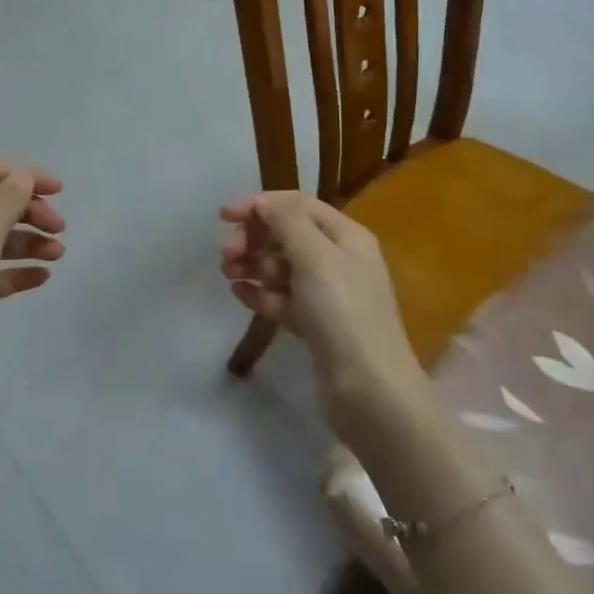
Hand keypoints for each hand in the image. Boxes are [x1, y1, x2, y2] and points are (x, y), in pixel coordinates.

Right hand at [220, 191, 425, 441]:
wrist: (370, 392)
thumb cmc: (343, 314)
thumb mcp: (316, 257)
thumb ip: (287, 222)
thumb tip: (263, 201)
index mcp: (346, 237)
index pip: (298, 206)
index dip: (260, 205)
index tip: (224, 217)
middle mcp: (339, 260)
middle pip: (287, 235)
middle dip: (254, 239)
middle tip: (226, 255)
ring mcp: (327, 296)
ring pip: (282, 268)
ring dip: (253, 265)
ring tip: (228, 274)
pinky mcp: (315, 326)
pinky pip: (281, 299)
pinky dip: (260, 294)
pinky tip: (238, 295)